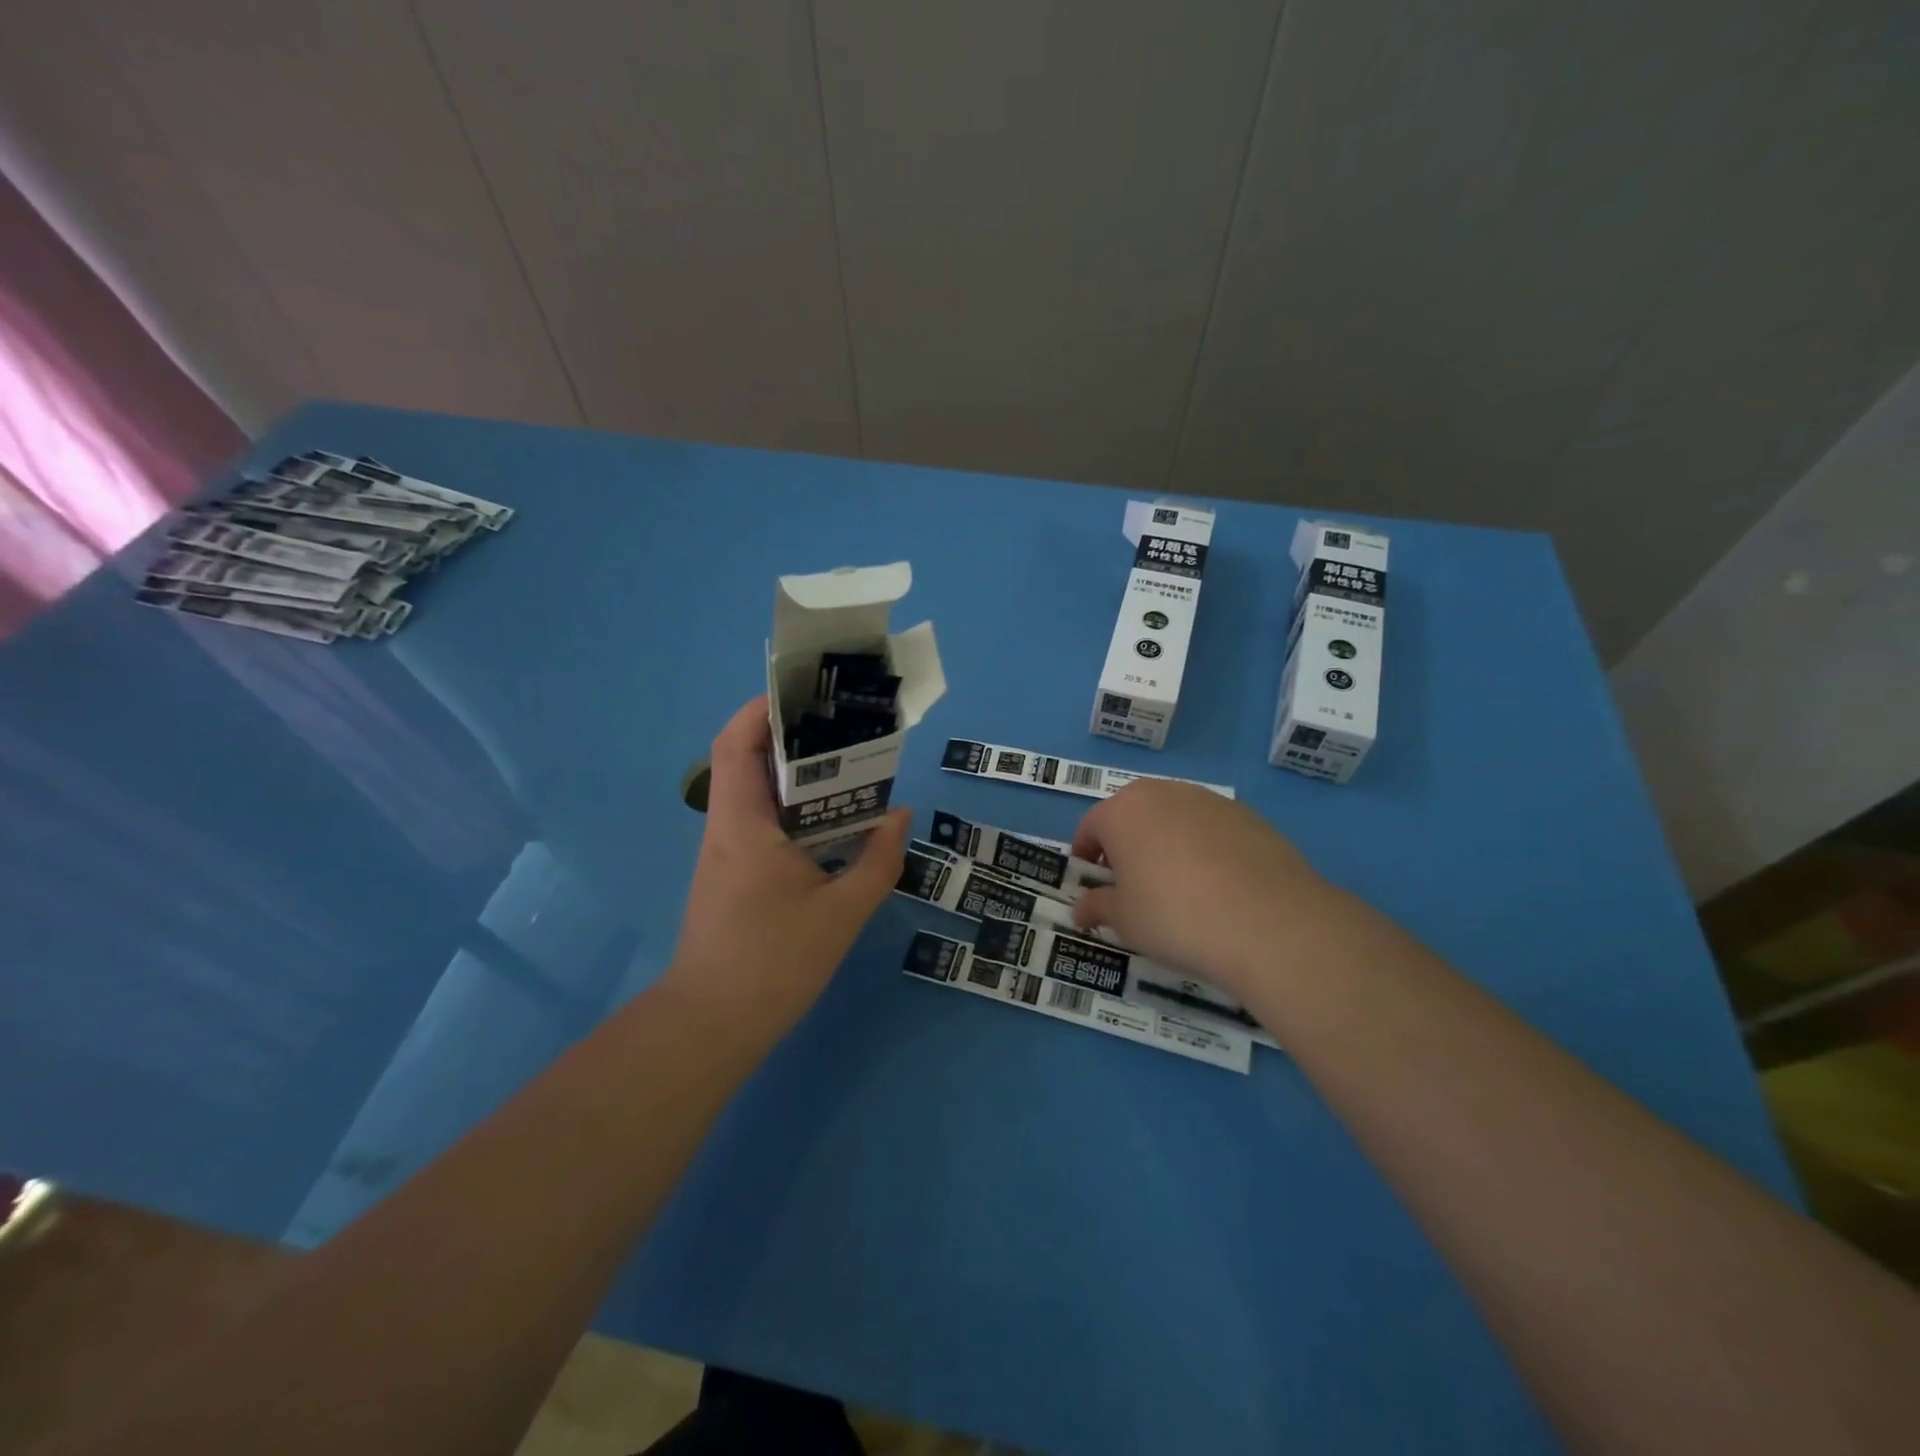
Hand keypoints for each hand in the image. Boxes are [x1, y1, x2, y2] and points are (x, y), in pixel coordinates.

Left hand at [663, 696, 909, 1047]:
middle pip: (750, 761)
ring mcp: (727, 854)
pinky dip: (797, 812)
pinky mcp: (734, 877)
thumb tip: (901, 816)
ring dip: (799, 777)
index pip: (737, 743)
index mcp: (743, 823)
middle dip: (795, 738)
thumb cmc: (772, 962)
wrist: (712, 1026)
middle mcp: (728, 829)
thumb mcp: (841, 912)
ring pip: (759, 795)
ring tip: (851, 770)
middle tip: (847, 730)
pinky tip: (835, 826)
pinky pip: (764, 825)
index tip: (808, 695)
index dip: (764, 709)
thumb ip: (877, 860)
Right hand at [1069, 779, 1371, 1004]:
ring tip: (1177, 885)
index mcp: (1122, 811)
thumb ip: (1098, 907)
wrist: (1268, 922)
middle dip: (1125, 844)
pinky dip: (1204, 848)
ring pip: (1174, 817)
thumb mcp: (1125, 920)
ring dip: (1165, 842)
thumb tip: (1082, 908)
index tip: (1090, 881)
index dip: (1086, 854)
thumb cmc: (1174, 916)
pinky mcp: (1248, 815)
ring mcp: (1209, 800)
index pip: (1091, 826)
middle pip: (1133, 814)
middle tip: (1131, 883)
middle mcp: (1163, 793)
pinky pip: (1211, 829)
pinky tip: (1217, 885)